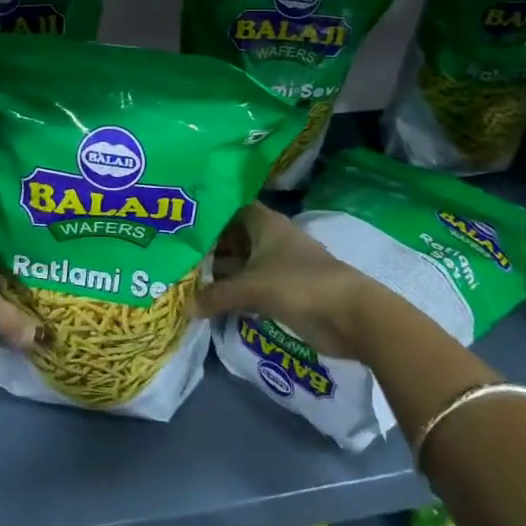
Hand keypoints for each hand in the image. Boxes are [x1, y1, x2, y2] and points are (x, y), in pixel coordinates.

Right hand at [190, 204, 378, 358]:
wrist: (349, 316)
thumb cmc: (298, 284)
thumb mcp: (251, 287)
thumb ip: (217, 295)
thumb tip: (185, 307)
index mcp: (265, 223)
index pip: (230, 209)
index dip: (208, 214)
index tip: (181, 223)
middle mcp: (270, 239)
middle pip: (233, 238)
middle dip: (209, 248)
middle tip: (175, 257)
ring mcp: (278, 266)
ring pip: (241, 265)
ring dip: (220, 274)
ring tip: (184, 280)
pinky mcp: (284, 292)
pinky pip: (251, 288)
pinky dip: (234, 294)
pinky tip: (210, 303)